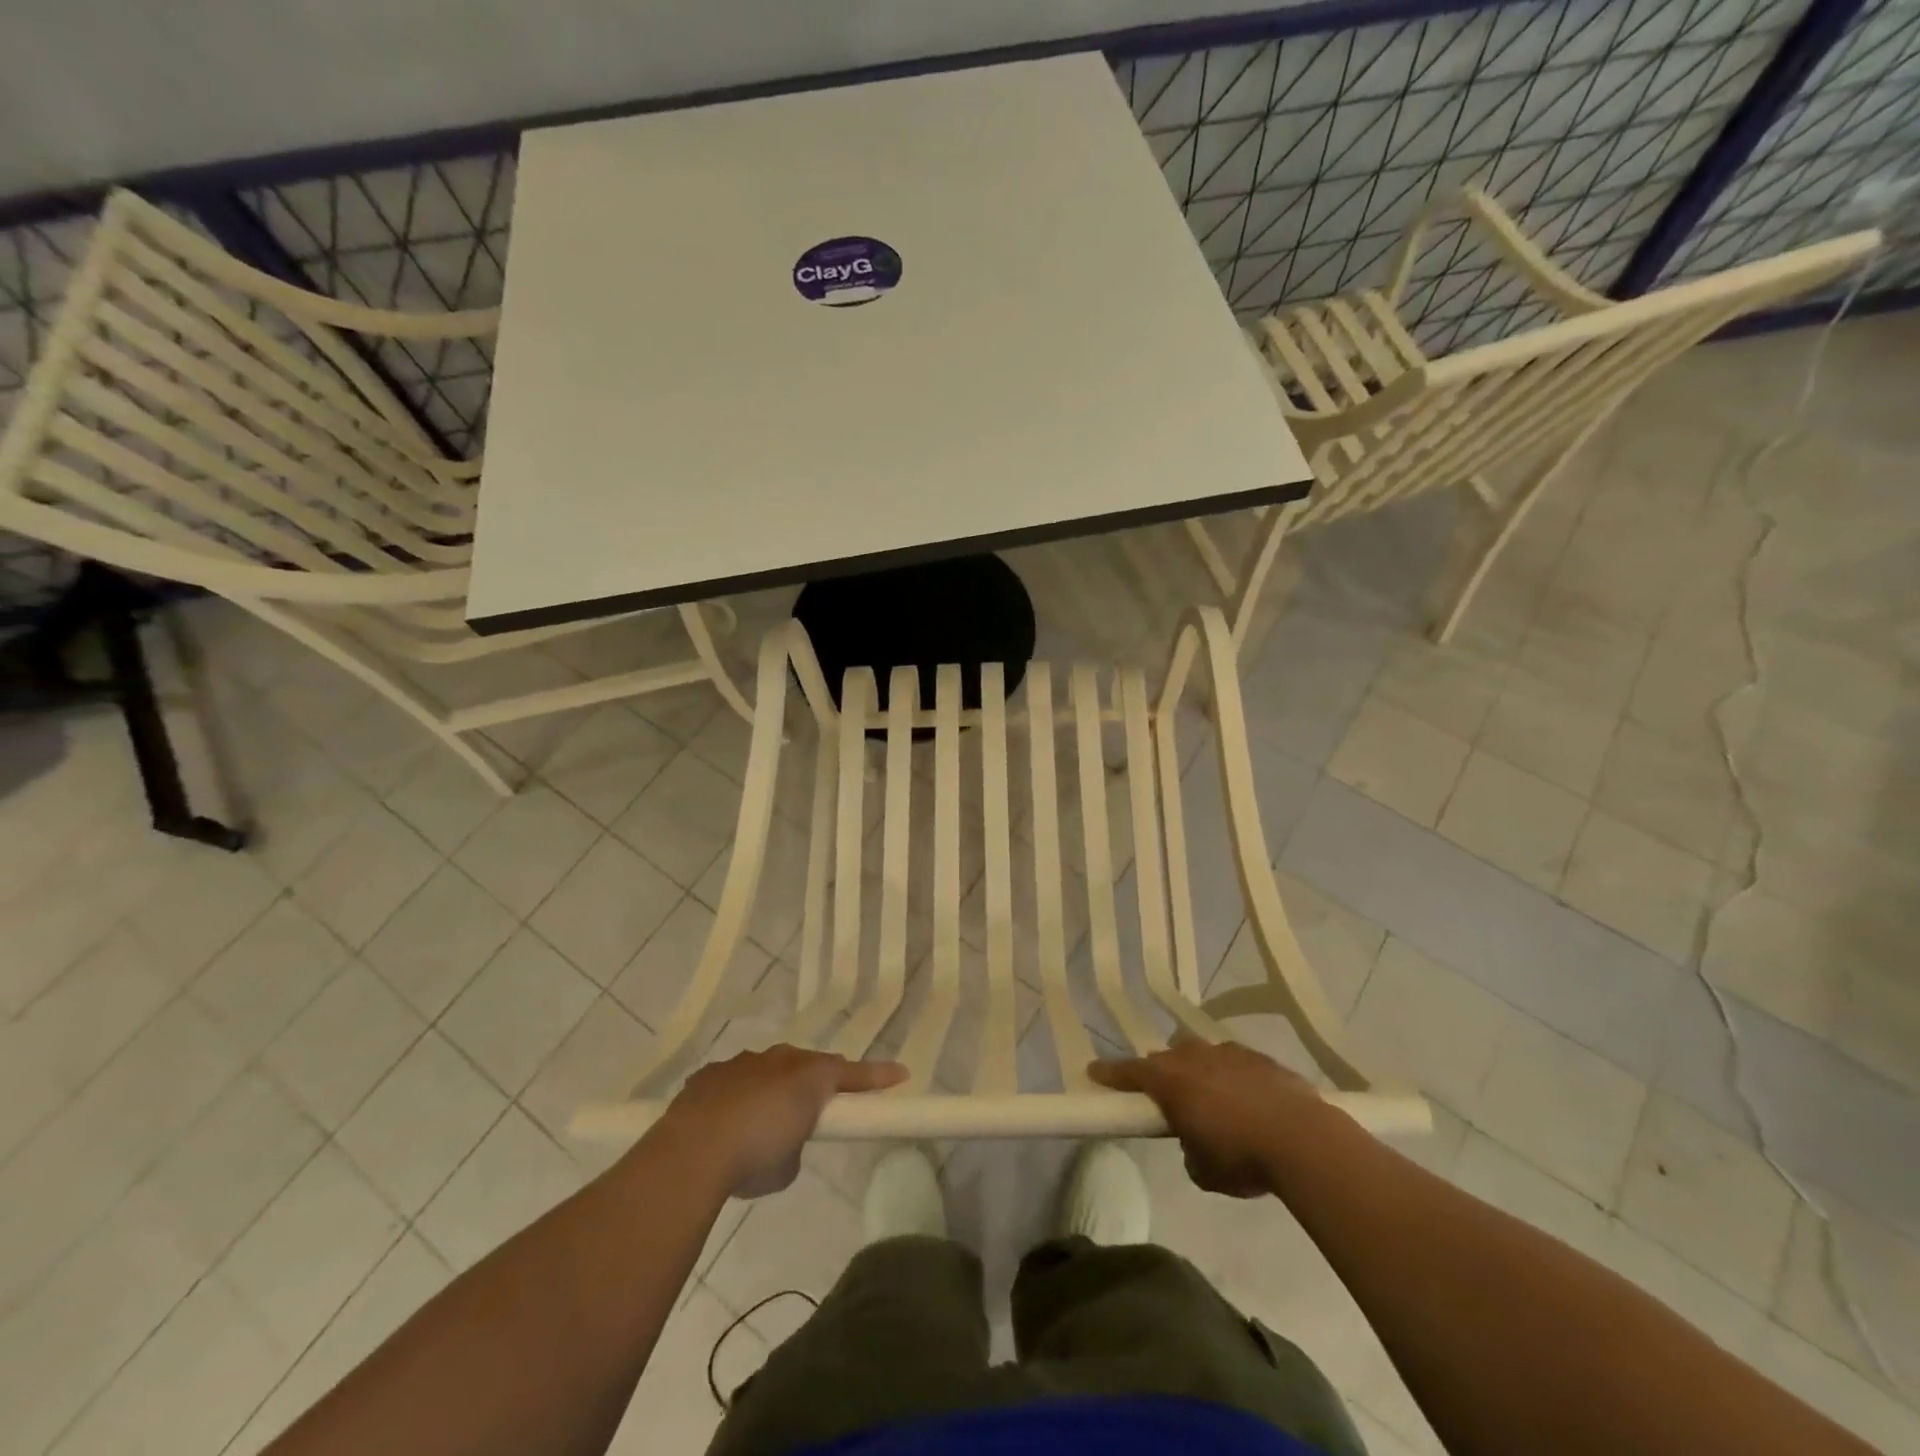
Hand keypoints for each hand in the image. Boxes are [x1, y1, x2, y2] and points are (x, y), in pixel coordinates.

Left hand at [657, 1045, 906, 1197]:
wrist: (692, 1151)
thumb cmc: (754, 1157)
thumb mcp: (787, 1166)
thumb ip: (796, 1145)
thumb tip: (782, 1141)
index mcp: (809, 1077)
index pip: (853, 1074)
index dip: (878, 1077)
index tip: (901, 1075)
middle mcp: (779, 1059)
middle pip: (809, 1066)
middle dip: (817, 1082)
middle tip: (820, 1106)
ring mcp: (743, 1063)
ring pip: (769, 1068)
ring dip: (773, 1088)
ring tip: (762, 1123)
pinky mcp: (710, 1074)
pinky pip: (734, 1081)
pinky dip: (737, 1097)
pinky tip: (725, 1122)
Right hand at [1090, 1040, 1332, 1197]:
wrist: (1303, 1140)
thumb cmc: (1241, 1157)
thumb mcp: (1202, 1170)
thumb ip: (1190, 1149)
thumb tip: (1196, 1142)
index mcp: (1171, 1081)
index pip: (1130, 1071)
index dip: (1111, 1073)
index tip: (1094, 1071)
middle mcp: (1194, 1057)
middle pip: (1167, 1056)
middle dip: (1163, 1072)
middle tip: (1167, 1095)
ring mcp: (1230, 1053)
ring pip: (1202, 1052)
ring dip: (1199, 1069)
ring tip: (1211, 1096)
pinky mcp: (1262, 1058)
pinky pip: (1236, 1062)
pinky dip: (1234, 1076)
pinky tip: (1249, 1100)